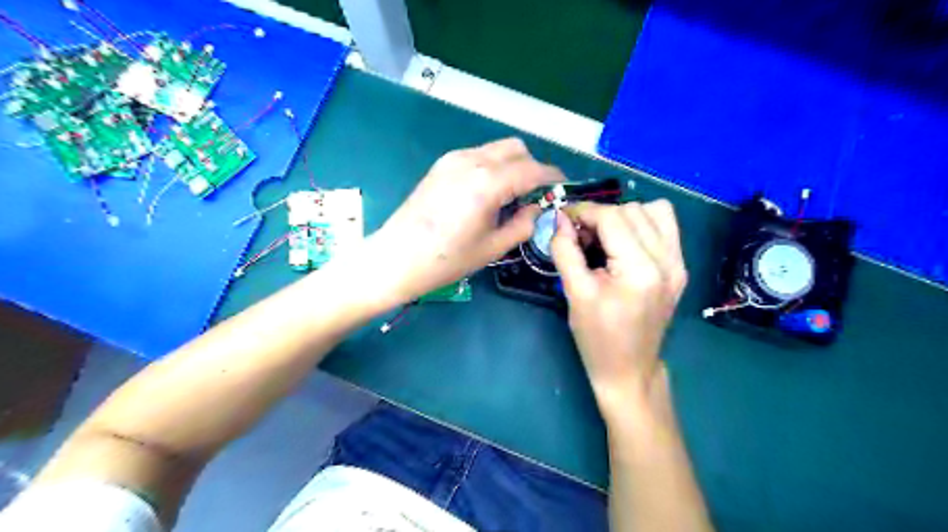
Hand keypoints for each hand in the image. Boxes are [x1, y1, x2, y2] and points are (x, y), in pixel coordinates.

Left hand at [368, 139, 560, 307]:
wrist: (396, 258)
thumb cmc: (447, 259)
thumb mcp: (493, 247)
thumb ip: (523, 224)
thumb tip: (539, 209)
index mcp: (489, 182)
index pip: (533, 169)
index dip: (552, 178)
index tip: (562, 188)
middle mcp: (473, 160)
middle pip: (516, 148)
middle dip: (532, 167)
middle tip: (534, 196)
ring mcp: (454, 159)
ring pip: (496, 149)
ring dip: (511, 165)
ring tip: (510, 196)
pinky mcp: (441, 164)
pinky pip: (478, 155)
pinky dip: (492, 166)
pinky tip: (486, 193)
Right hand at [548, 199, 689, 419]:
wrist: (630, 369)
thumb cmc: (597, 338)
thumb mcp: (575, 294)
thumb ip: (565, 250)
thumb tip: (558, 219)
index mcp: (640, 270)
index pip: (612, 217)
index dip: (583, 212)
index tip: (562, 219)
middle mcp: (667, 260)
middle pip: (632, 210)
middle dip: (600, 216)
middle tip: (580, 237)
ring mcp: (678, 263)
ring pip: (652, 211)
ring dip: (622, 216)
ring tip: (603, 238)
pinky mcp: (680, 267)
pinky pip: (665, 225)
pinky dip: (642, 223)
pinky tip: (625, 242)